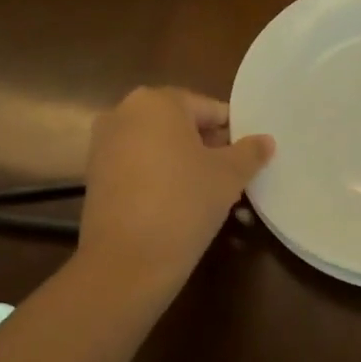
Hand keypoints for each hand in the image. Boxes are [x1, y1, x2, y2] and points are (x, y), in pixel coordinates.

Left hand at [78, 87, 274, 288]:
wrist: (127, 260)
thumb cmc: (184, 203)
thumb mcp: (228, 176)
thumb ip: (250, 152)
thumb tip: (266, 140)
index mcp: (157, 101)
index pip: (209, 109)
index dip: (234, 133)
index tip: (248, 159)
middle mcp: (124, 112)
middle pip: (180, 125)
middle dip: (208, 148)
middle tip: (232, 177)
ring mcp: (104, 144)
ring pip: (158, 146)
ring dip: (184, 163)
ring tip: (208, 194)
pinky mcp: (95, 175)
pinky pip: (138, 166)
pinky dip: (159, 178)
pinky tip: (178, 205)